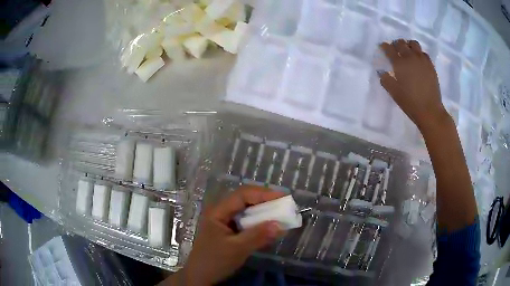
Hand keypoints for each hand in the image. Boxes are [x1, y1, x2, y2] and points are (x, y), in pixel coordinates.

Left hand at [181, 187, 284, 284]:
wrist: (200, 276)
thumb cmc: (214, 261)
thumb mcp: (237, 249)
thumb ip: (257, 236)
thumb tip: (280, 225)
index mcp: (218, 211)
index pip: (242, 195)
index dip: (263, 194)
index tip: (283, 197)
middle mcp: (221, 212)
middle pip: (244, 200)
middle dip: (265, 200)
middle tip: (284, 204)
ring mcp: (224, 222)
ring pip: (246, 211)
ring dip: (262, 211)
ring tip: (280, 213)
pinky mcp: (228, 231)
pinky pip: (245, 222)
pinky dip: (258, 223)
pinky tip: (268, 227)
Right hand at [379, 39, 450, 131]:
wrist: (430, 111)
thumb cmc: (410, 103)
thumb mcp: (394, 93)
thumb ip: (386, 80)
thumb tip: (381, 72)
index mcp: (400, 63)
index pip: (389, 49)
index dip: (384, 47)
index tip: (382, 47)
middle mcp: (410, 57)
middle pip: (401, 43)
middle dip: (396, 44)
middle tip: (395, 49)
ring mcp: (422, 60)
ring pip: (413, 44)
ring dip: (408, 45)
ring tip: (407, 51)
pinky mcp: (430, 65)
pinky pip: (423, 53)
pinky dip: (419, 53)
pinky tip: (418, 60)